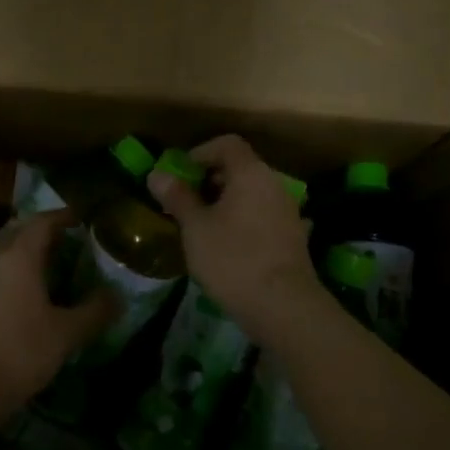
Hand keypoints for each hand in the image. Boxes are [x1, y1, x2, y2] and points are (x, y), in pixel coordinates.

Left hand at [0, 210, 118, 420]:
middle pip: (17, 234)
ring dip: (22, 256)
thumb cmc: (20, 352)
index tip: (81, 219)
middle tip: (65, 244)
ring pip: (0, 256)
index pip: (42, 222)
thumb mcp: (66, 334)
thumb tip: (117, 296)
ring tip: (46, 273)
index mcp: (19, 257)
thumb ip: (94, 312)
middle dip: (41, 234)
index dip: (63, 217)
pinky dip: (8, 278)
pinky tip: (20, 301)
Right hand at [146, 135, 321, 343]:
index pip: (227, 144)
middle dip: (209, 180)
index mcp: (251, 173)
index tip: (179, 175)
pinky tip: (226, 246)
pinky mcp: (292, 237)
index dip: (200, 153)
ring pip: (251, 194)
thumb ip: (178, 198)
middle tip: (184, 203)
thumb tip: (157, 174)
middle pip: (240, 168)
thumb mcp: (196, 228)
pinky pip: (262, 216)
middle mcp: (274, 184)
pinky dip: (242, 221)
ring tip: (201, 227)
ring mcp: (288, 211)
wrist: (283, 305)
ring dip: (225, 203)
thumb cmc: (233, 259)